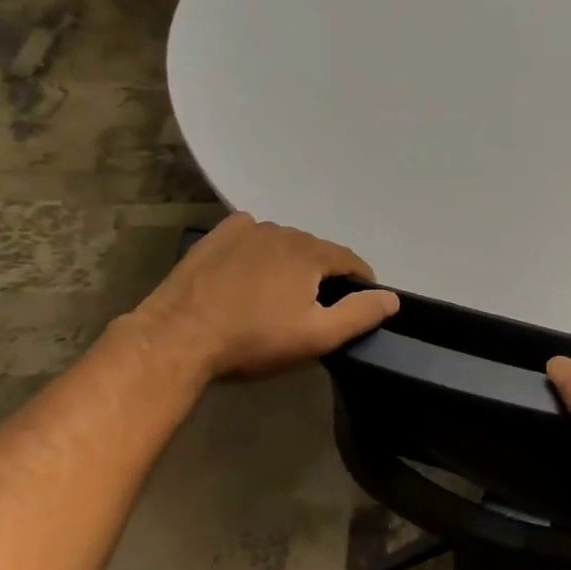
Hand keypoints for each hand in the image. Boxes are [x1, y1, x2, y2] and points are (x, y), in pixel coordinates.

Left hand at [133, 213, 398, 381]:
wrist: (178, 338)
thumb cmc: (254, 340)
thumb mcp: (317, 336)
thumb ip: (360, 314)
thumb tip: (392, 298)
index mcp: (311, 251)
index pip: (351, 261)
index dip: (360, 283)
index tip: (356, 306)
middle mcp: (283, 230)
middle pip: (317, 252)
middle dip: (322, 276)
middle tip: (312, 310)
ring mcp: (246, 229)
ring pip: (284, 245)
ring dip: (290, 265)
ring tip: (278, 297)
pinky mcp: (216, 237)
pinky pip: (251, 237)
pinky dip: (259, 252)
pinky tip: (249, 275)